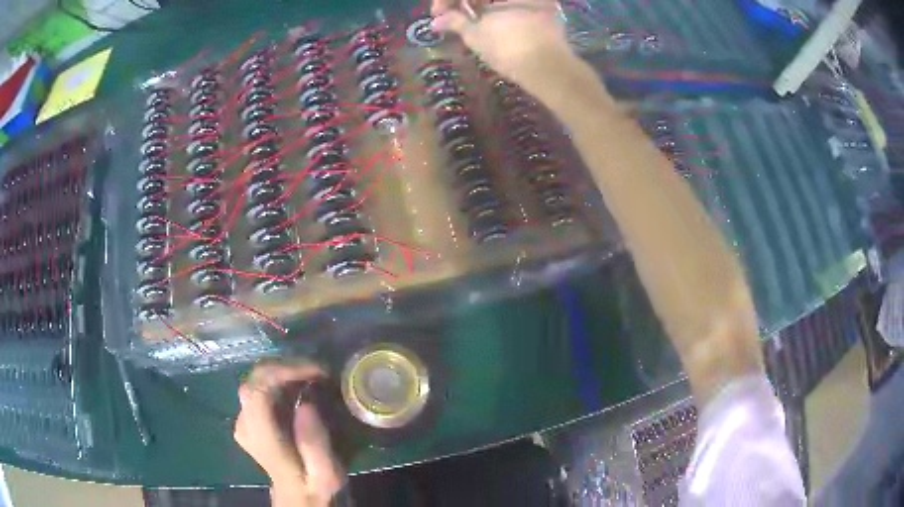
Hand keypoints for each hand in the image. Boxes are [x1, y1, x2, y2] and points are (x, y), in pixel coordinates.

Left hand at [234, 363, 344, 506]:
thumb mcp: (326, 472)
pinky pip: (260, 387)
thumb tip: (306, 402)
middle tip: (319, 370)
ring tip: (313, 375)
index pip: (259, 388)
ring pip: (256, 379)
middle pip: (256, 378)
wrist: (298, 496)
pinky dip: (280, 380)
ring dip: (284, 372)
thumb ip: (315, 441)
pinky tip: (300, 385)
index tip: (317, 371)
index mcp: (261, 437)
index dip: (286, 371)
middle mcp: (245, 423)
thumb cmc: (315, 486)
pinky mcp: (248, 418)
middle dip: (288, 367)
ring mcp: (243, 419)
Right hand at [431, 0, 574, 88]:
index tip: (437, 14)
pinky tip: (492, 26)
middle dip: (464, 4)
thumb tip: (437, 21)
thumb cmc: (508, 48)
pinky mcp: (546, 12)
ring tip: (470, 24)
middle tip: (451, 18)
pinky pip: (516, 8)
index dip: (446, 1)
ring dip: (481, 8)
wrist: (550, 69)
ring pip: (500, 3)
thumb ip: (455, 21)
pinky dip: (501, 13)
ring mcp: (535, 3)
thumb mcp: (476, 35)